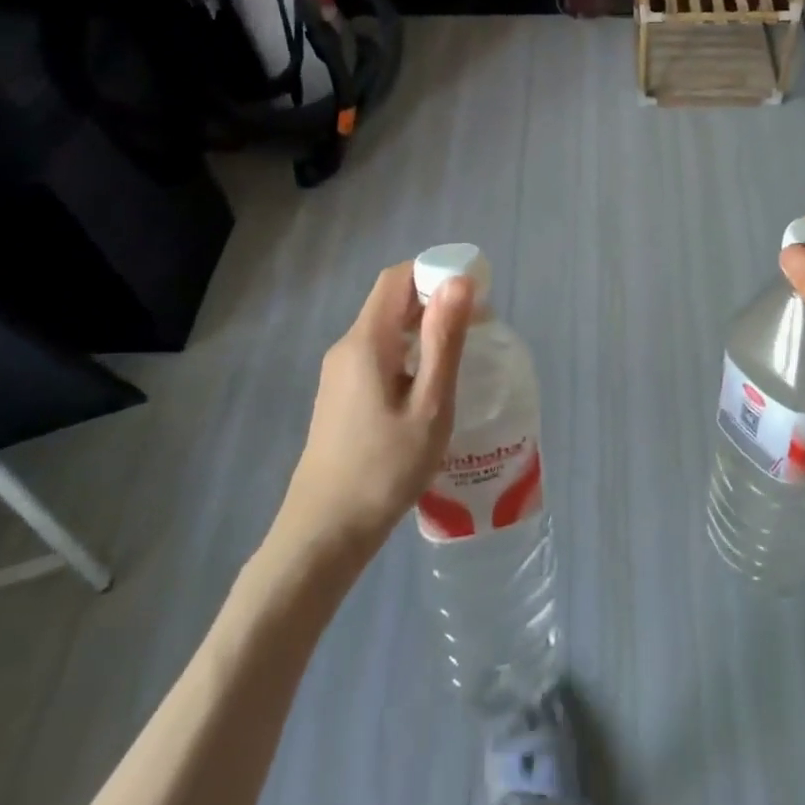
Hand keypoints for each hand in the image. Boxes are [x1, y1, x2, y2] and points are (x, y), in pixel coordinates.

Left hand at [275, 263, 473, 561]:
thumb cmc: (384, 469)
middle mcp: (348, 346)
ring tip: (463, 351)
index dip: (436, 271)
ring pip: (387, 328)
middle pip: (392, 299)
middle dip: (436, 298)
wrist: (324, 533)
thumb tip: (459, 282)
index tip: (475, 291)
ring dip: (425, 326)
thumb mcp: (429, 404)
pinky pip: (380, 353)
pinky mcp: (341, 395)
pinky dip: (410, 350)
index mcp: (367, 341)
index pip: (398, 277)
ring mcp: (340, 372)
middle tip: (480, 324)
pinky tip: (432, 382)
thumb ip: (444, 340)